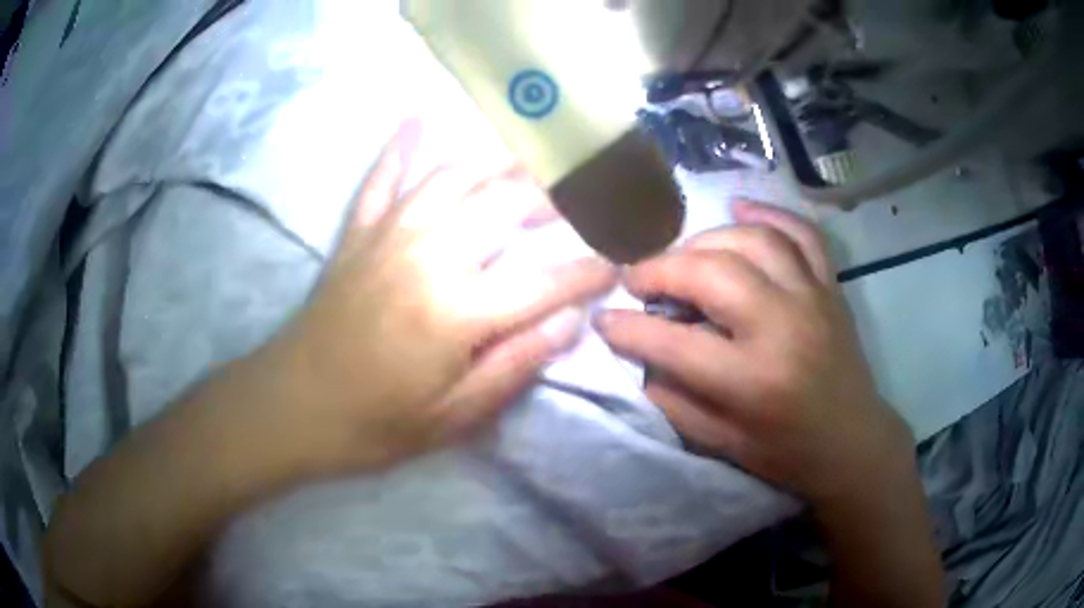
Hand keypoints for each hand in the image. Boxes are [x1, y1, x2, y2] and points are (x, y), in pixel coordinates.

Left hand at [246, 121, 616, 473]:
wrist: (293, 406)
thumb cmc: (376, 423)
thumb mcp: (454, 417)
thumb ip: (516, 364)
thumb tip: (572, 321)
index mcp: (458, 313)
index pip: (545, 282)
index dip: (589, 270)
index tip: (620, 260)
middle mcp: (428, 257)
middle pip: (504, 206)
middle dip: (554, 195)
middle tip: (585, 193)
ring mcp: (387, 236)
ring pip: (452, 177)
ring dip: (498, 162)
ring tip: (533, 156)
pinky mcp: (356, 234)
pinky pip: (381, 179)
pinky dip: (400, 148)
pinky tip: (418, 120)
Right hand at [595, 201, 911, 506]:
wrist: (851, 442)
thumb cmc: (785, 452)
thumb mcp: (720, 443)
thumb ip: (673, 398)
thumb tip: (640, 354)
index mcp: (753, 380)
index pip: (673, 343)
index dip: (627, 328)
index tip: (604, 318)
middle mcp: (784, 327)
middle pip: (711, 273)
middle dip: (661, 269)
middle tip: (637, 279)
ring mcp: (812, 298)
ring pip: (753, 240)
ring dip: (706, 240)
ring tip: (683, 257)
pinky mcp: (830, 286)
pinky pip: (801, 233)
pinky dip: (768, 214)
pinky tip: (738, 209)